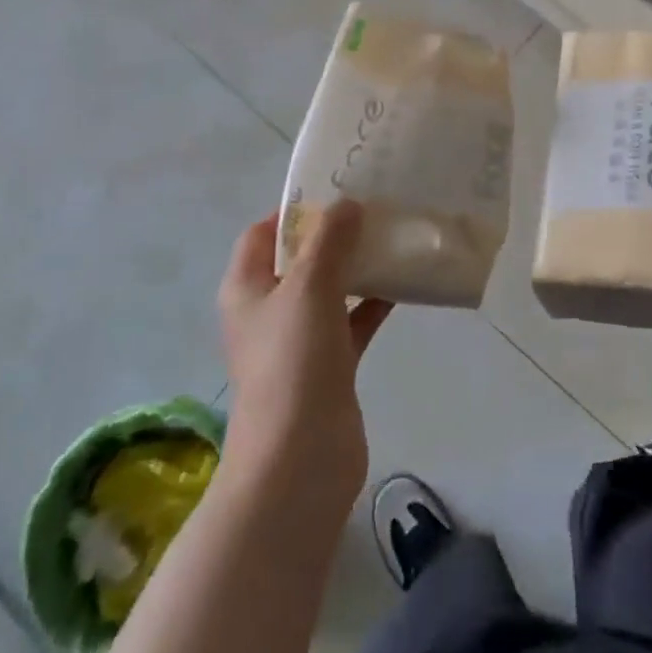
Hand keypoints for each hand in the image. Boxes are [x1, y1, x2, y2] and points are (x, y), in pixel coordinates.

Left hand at [216, 203, 390, 518]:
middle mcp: (267, 310)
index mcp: (247, 288)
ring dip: (356, 268)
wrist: (300, 460)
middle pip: (299, 259)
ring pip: (328, 290)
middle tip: (374, 210)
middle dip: (333, 236)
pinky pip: (351, 322)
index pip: (263, 233)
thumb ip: (329, 241)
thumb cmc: (293, 362)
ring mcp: (298, 341)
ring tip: (394, 238)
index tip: (336, 192)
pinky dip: (372, 303)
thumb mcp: (309, 287)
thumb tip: (347, 204)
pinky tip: (404, 286)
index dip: (294, 210)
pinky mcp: (327, 366)